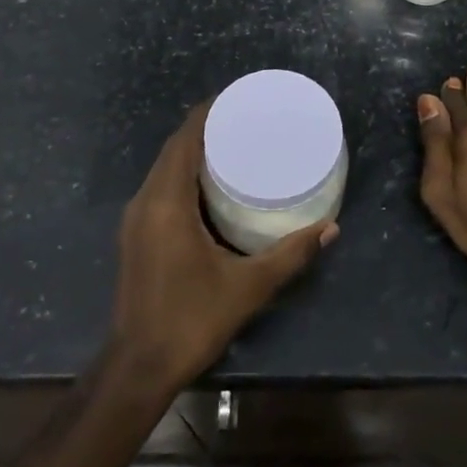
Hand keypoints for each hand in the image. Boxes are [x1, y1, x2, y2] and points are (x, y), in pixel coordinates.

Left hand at [109, 103, 337, 396]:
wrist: (138, 368)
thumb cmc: (192, 320)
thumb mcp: (248, 287)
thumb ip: (291, 254)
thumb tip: (331, 228)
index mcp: (167, 202)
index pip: (184, 139)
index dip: (208, 113)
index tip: (238, 99)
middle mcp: (146, 201)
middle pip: (173, 148)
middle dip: (205, 128)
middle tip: (244, 120)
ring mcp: (135, 219)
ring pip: (164, 168)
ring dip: (192, 151)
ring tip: (232, 145)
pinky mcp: (135, 235)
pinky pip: (159, 187)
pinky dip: (182, 174)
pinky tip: (209, 184)